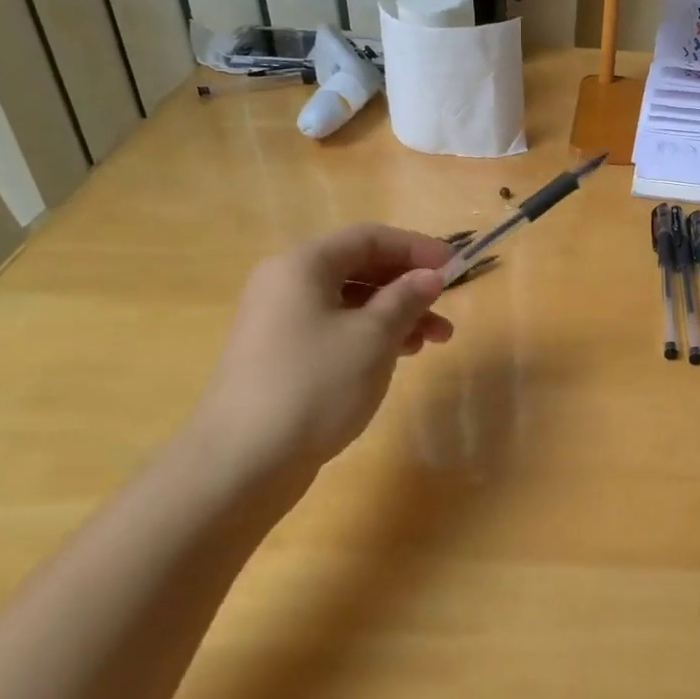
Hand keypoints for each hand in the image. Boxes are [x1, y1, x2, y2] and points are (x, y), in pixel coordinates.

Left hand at [188, 225, 456, 487]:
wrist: (243, 461)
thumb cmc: (315, 384)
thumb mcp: (373, 337)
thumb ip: (406, 298)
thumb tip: (430, 276)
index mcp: (303, 265)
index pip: (369, 237)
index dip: (416, 247)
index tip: (456, 266)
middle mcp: (286, 284)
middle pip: (358, 267)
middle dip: (408, 285)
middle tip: (447, 306)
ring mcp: (281, 322)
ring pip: (350, 303)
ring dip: (396, 314)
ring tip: (435, 340)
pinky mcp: (282, 356)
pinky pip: (336, 329)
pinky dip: (371, 336)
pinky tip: (400, 356)